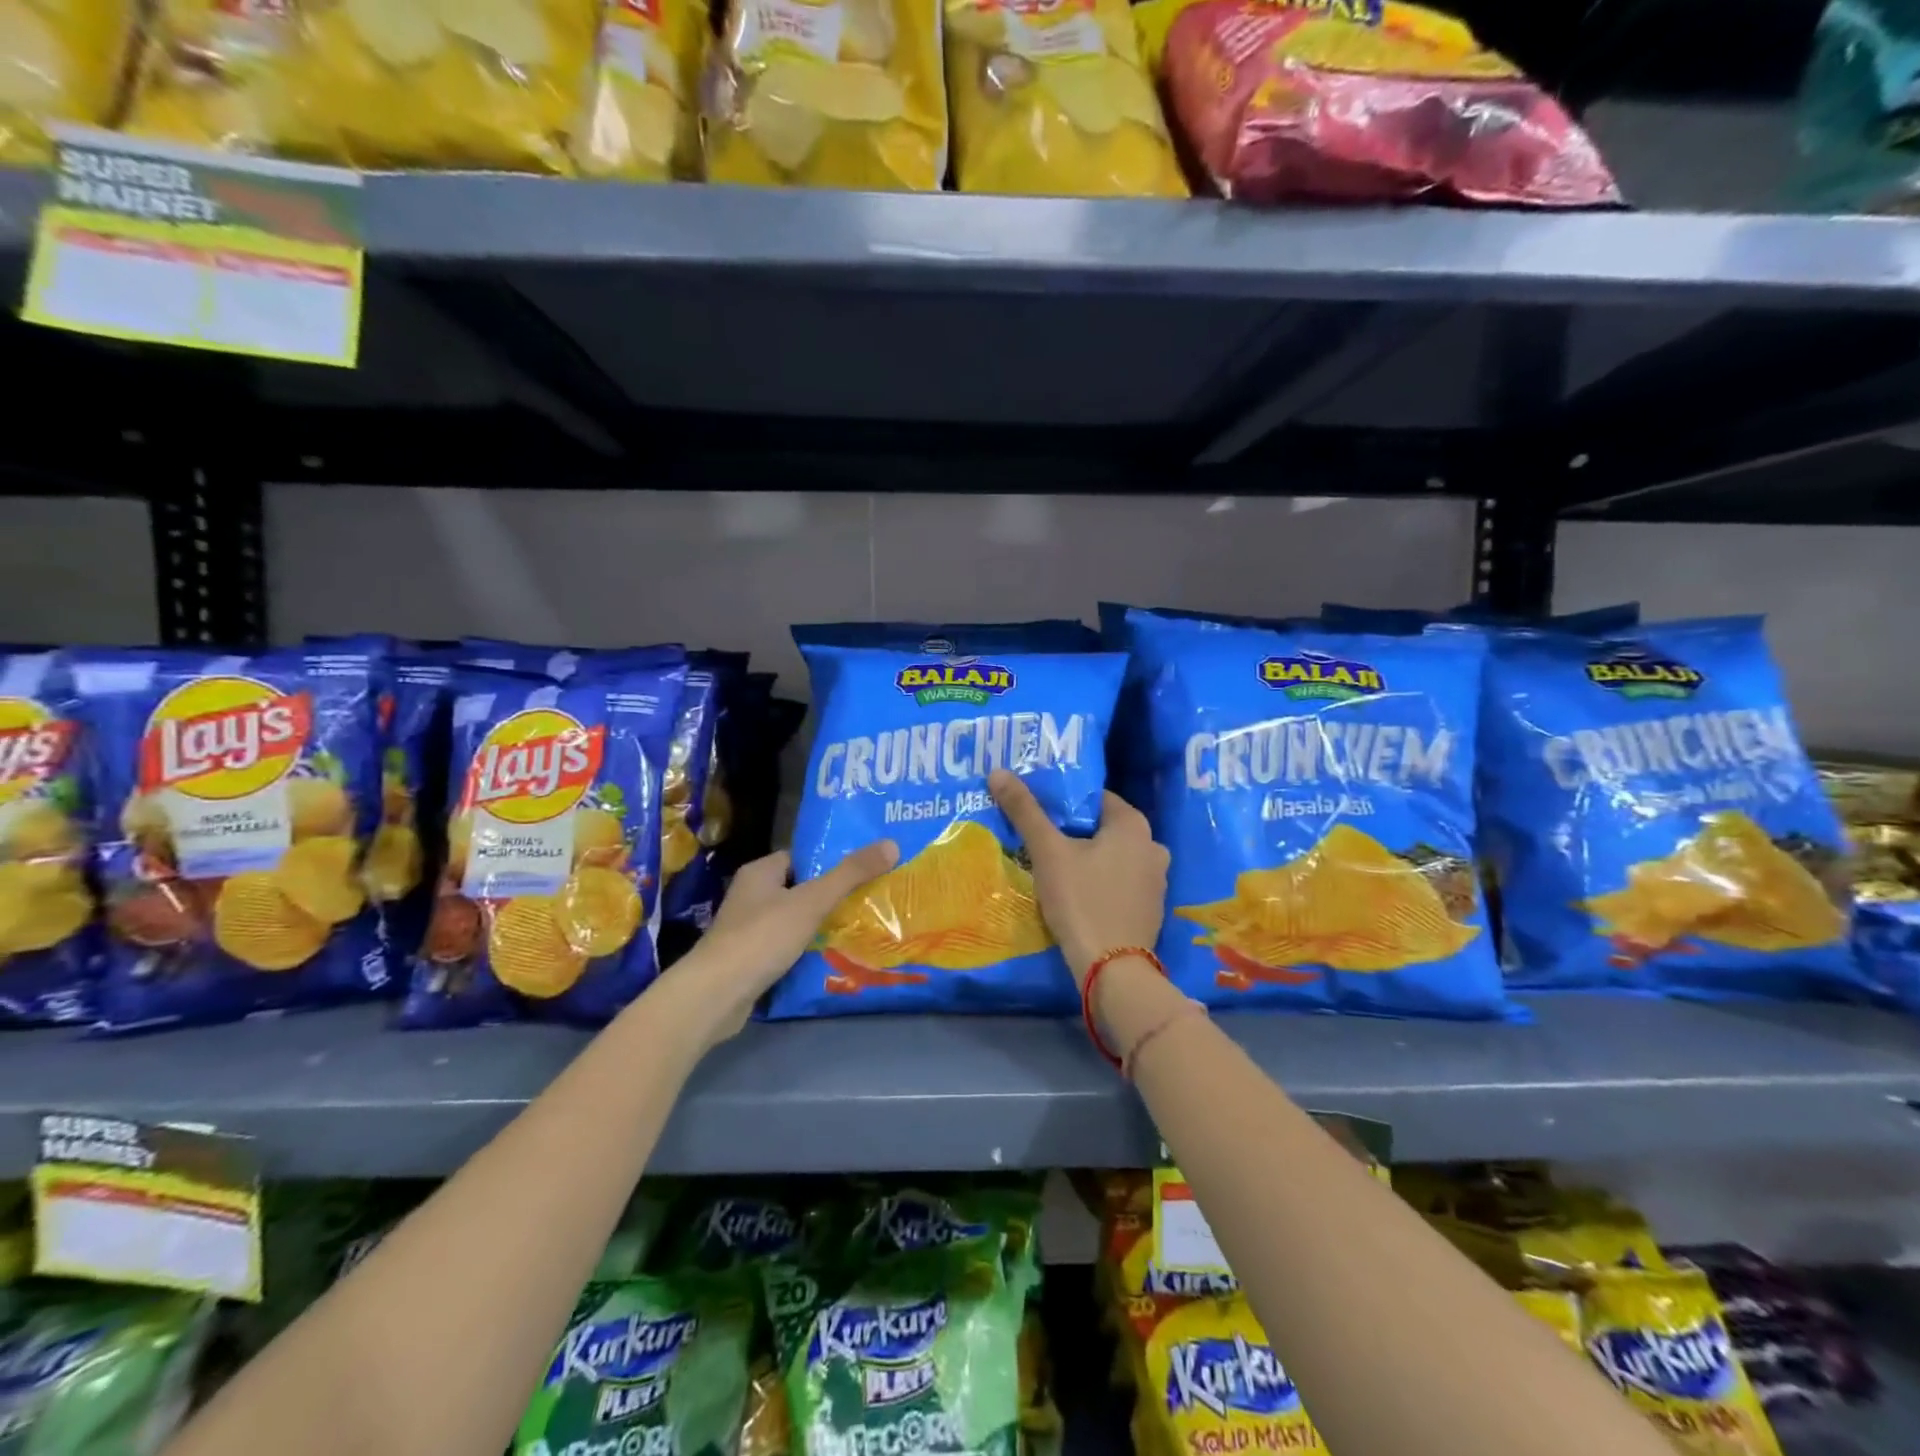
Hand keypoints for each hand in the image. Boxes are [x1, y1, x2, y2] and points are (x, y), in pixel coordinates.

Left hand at [671, 841, 897, 1044]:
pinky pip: (785, 947)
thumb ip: (850, 874)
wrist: (715, 995)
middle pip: (799, 888)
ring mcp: (747, 930)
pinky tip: (832, 957)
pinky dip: (806, 950)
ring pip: (793, 920)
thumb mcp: (812, 901)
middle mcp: (751, 896)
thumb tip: (891, 844)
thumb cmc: (762, 937)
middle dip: (830, 895)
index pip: (801, 857)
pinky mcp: (749, 960)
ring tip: (860, 926)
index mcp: (760, 872)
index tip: (863, 867)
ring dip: (819, 925)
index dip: (830, 861)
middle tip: (870, 898)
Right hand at [989, 770, 1168, 983]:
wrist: (1112, 970)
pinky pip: (1120, 882)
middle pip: (1103, 828)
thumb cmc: (1081, 900)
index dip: (1064, 802)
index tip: (1038, 812)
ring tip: (1053, 867)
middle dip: (1074, 832)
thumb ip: (1025, 810)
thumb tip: (998, 771)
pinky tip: (1076, 895)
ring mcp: (1156, 880)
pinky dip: (1101, 883)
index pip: (1095, 798)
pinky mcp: (1150, 909)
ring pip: (1113, 856)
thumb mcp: (1047, 852)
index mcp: (1134, 824)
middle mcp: (1153, 846)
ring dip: (1088, 858)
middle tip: (1040, 840)